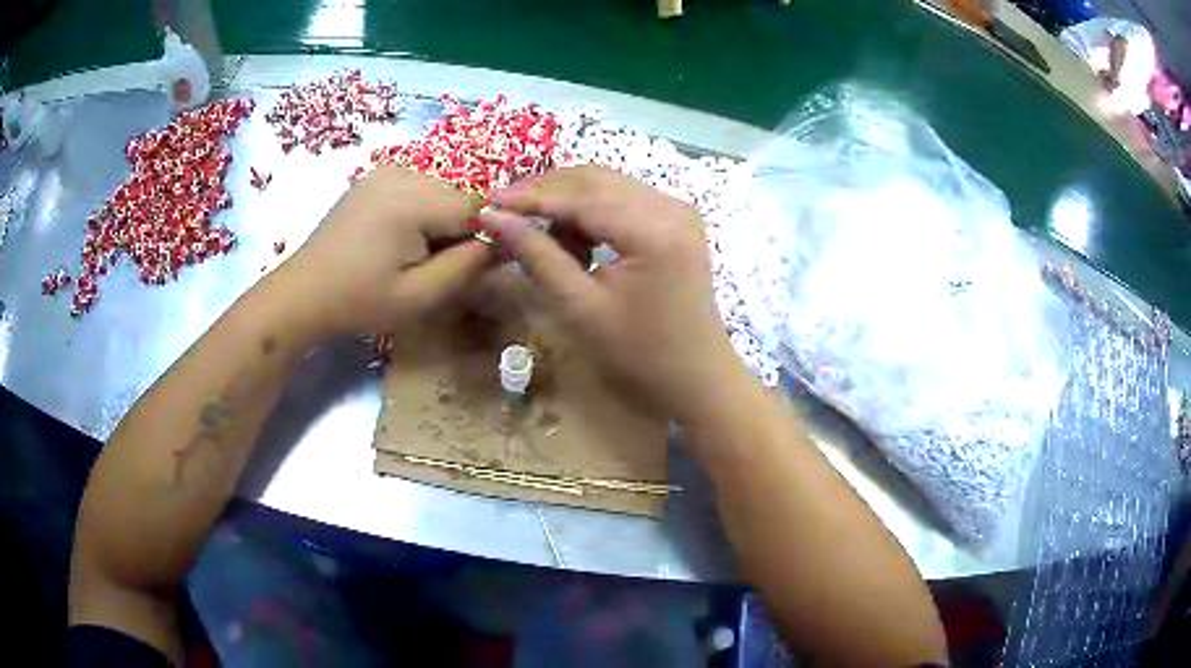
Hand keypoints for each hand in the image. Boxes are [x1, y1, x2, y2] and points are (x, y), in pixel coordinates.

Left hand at [280, 167, 491, 334]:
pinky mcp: (374, 177)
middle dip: (460, 229)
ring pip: (440, 192)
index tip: (477, 267)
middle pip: (458, 196)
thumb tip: (507, 241)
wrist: (303, 293)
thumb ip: (469, 265)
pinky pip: (417, 189)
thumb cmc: (359, 301)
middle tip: (437, 267)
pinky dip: (422, 212)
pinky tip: (400, 240)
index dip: (487, 235)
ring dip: (441, 221)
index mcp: (412, 199)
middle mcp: (401, 172)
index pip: (478, 206)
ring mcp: (385, 170)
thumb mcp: (420, 295)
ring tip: (415, 255)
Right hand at [481, 166, 744, 422]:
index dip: (530, 197)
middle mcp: (671, 207)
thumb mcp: (582, 308)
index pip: (581, 196)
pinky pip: (624, 199)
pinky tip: (574, 240)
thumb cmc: (641, 355)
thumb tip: (496, 217)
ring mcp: (678, 210)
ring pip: (608, 185)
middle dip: (546, 192)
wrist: (697, 377)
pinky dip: (592, 212)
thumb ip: (539, 256)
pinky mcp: (677, 220)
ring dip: (568, 201)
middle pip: (595, 179)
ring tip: (538, 235)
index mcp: (654, 230)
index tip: (487, 201)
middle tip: (504, 212)